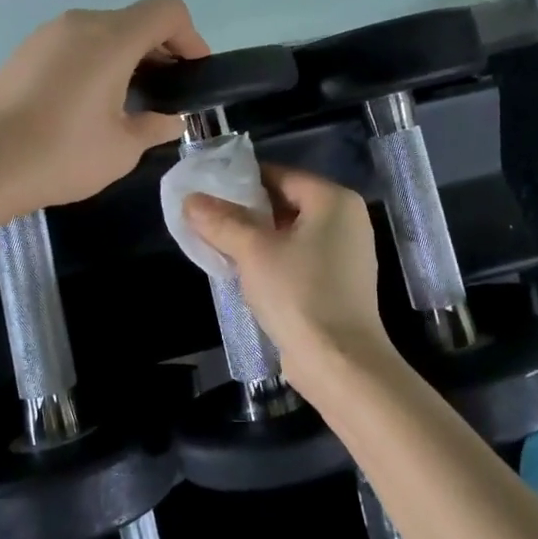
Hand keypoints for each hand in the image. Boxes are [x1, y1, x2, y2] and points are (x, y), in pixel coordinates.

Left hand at [0, 0, 209, 217]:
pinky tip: (90, 103)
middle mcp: (81, 23)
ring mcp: (49, 34)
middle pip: (137, 20)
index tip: (193, 75)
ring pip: (105, 31)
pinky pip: (77, 43)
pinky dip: (98, 61)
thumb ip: (156, 126)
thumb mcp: (122, 150)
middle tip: (167, 96)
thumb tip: (170, 118)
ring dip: (129, 57)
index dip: (191, 38)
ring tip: (130, 103)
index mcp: (111, 38)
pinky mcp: (26, 50)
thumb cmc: (59, 156)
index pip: (168, 11)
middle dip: (162, 51)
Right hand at [183, 164, 395, 392]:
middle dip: (246, 212)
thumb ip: (221, 220)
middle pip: (285, 202)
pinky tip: (245, 273)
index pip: (279, 175)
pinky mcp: (340, 283)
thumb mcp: (253, 252)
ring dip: (257, 239)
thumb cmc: (299, 294)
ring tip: (219, 246)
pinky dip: (274, 260)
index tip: (207, 193)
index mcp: (334, 199)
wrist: (340, 364)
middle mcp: (347, 219)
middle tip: (208, 221)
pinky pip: (300, 258)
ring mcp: (346, 253)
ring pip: (291, 233)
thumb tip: (191, 199)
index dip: (241, 182)